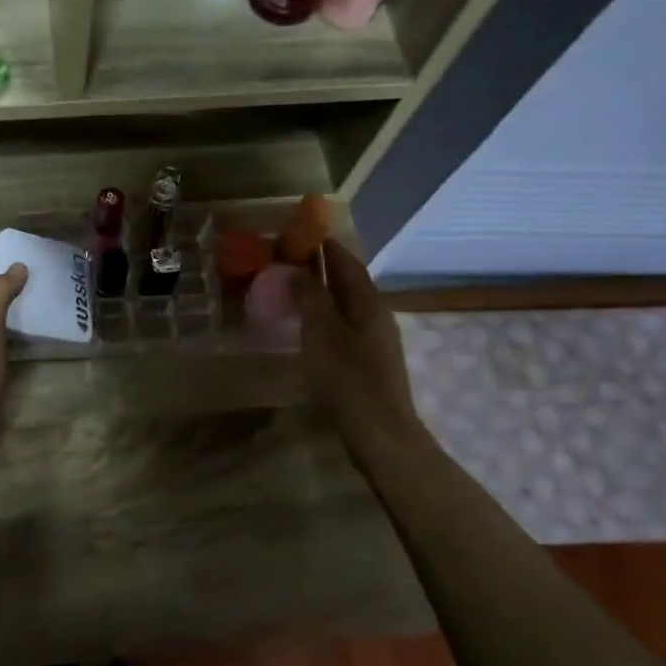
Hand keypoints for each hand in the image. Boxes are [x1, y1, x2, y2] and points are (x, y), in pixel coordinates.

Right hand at [298, 238, 429, 458]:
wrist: (379, 432)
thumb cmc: (348, 378)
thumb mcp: (322, 331)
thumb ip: (310, 296)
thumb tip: (296, 269)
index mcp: (368, 302)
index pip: (346, 261)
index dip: (324, 245)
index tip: (299, 232)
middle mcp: (375, 315)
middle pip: (347, 282)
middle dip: (320, 267)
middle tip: (286, 258)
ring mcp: (373, 340)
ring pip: (344, 305)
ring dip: (320, 292)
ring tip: (290, 287)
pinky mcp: (366, 362)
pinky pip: (341, 325)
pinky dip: (322, 316)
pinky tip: (305, 325)